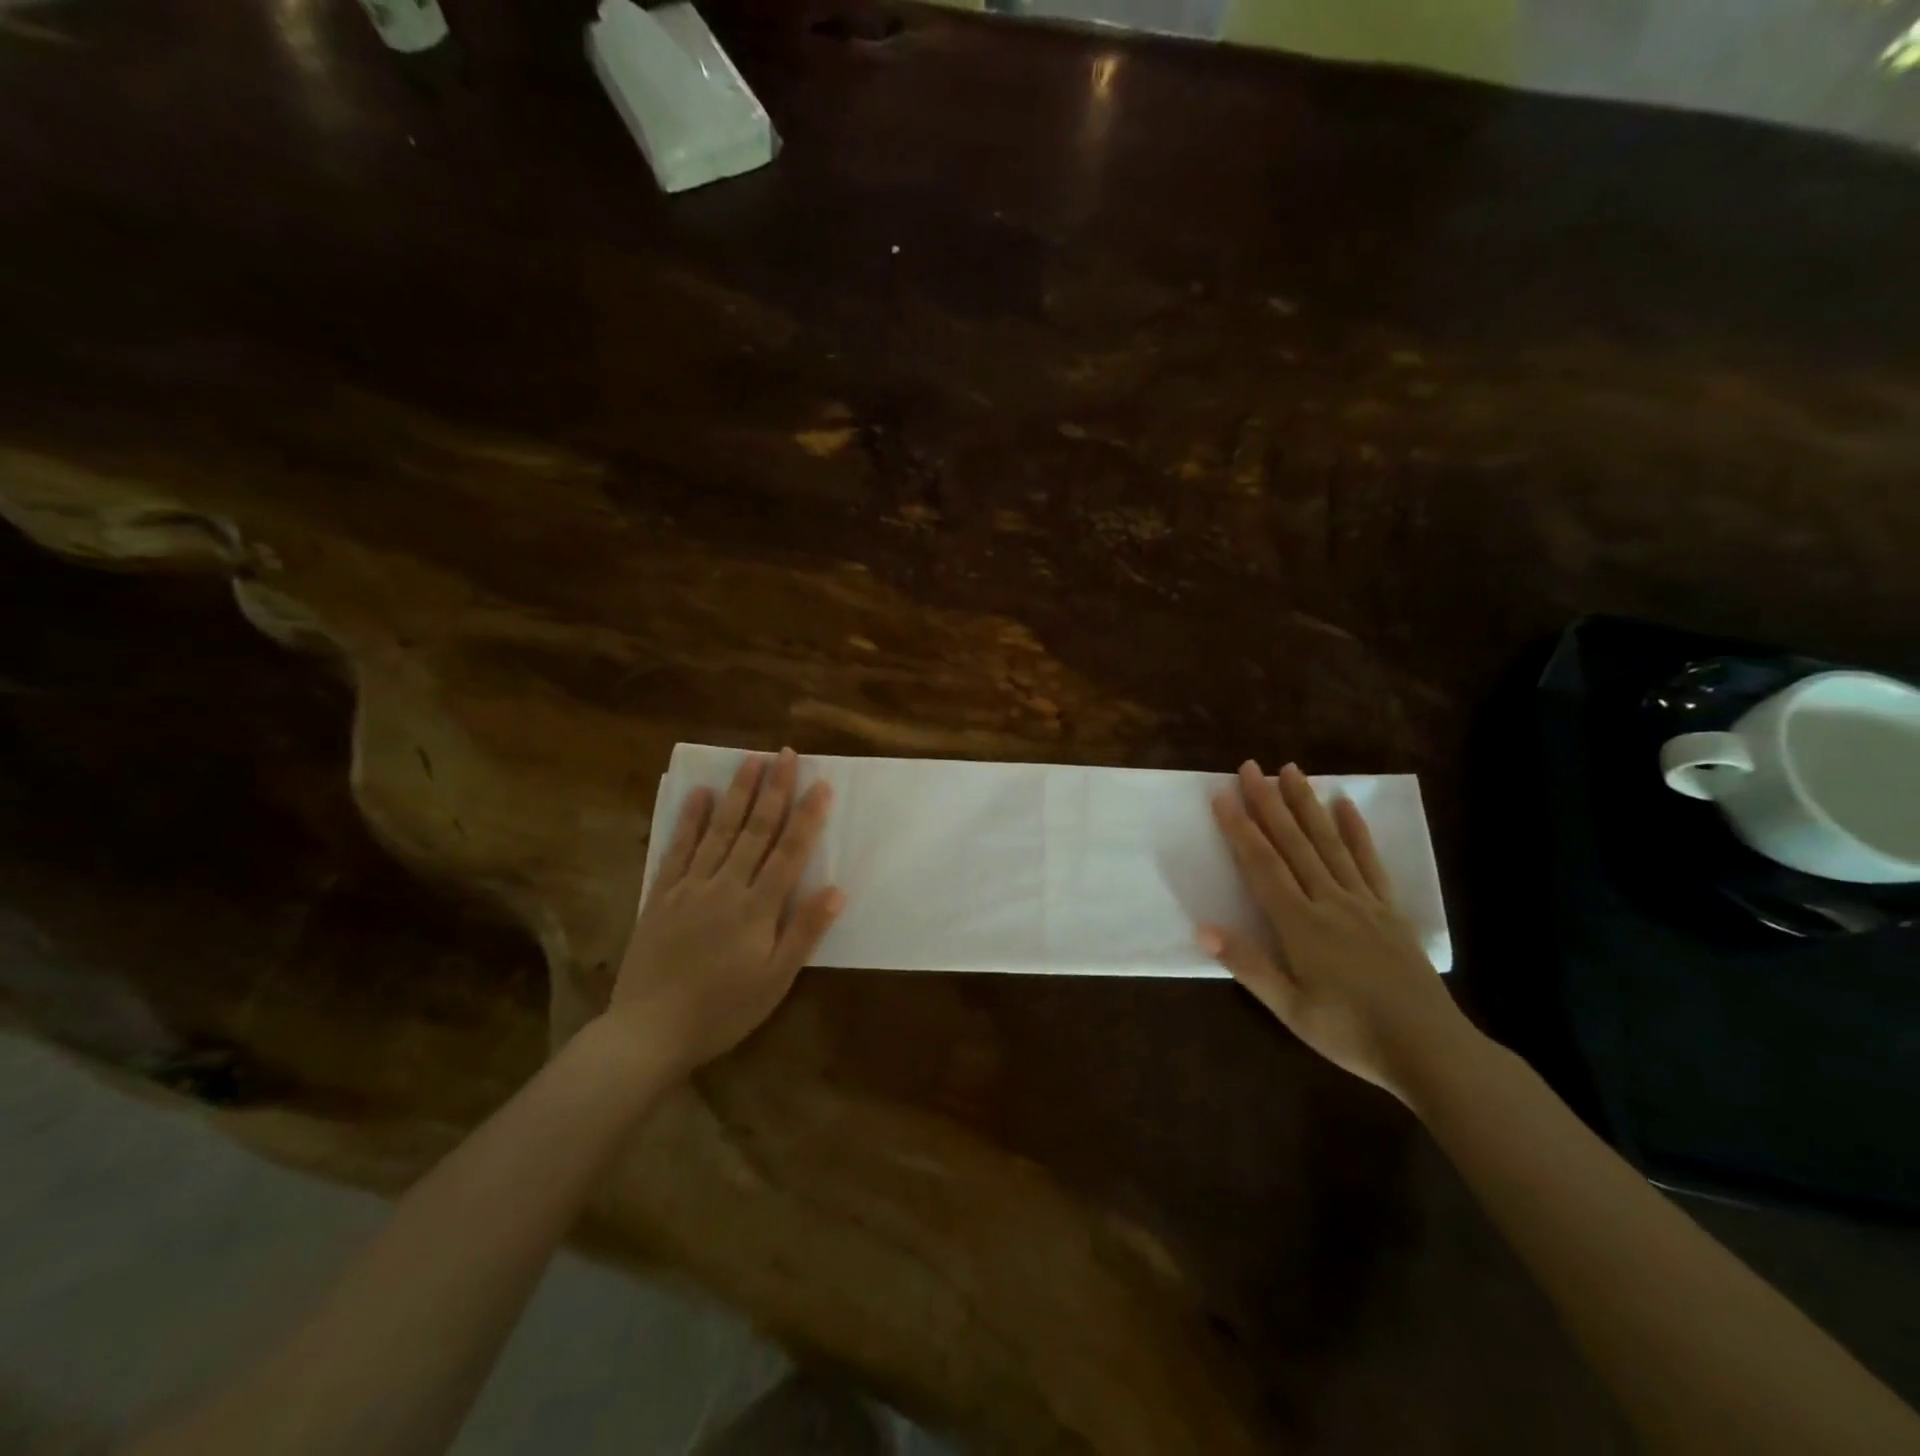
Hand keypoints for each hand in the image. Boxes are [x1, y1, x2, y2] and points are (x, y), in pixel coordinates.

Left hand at [608, 749, 844, 1077]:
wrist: (648, 1032)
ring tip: (750, 760)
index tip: (821, 784)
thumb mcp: (775, 981)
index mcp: (757, 908)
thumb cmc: (722, 1010)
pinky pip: (678, 849)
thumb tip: (836, 889)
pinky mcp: (662, 895)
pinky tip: (699, 794)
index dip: (807, 816)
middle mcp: (725, 886)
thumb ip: (804, 932)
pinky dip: (690, 819)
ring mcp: (690, 887)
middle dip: (773, 790)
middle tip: (785, 754)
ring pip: (719, 830)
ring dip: (737, 793)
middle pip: (755, 830)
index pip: (789, 852)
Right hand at [1200, 760, 1468, 1101]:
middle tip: (1251, 766)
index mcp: (1300, 924)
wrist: (1431, 1051)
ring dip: (1307, 805)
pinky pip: (1369, 862)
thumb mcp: (1291, 1010)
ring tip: (1291, 771)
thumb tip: (1202, 930)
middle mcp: (1329, 901)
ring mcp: (1363, 902)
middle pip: (1294, 844)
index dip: (1240, 829)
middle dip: (1269, 803)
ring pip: (1329, 843)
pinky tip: (1345, 806)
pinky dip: (1356, 831)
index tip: (1223, 795)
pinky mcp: (1389, 910)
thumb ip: (1249, 966)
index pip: (1262, 866)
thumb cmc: (1351, 1033)